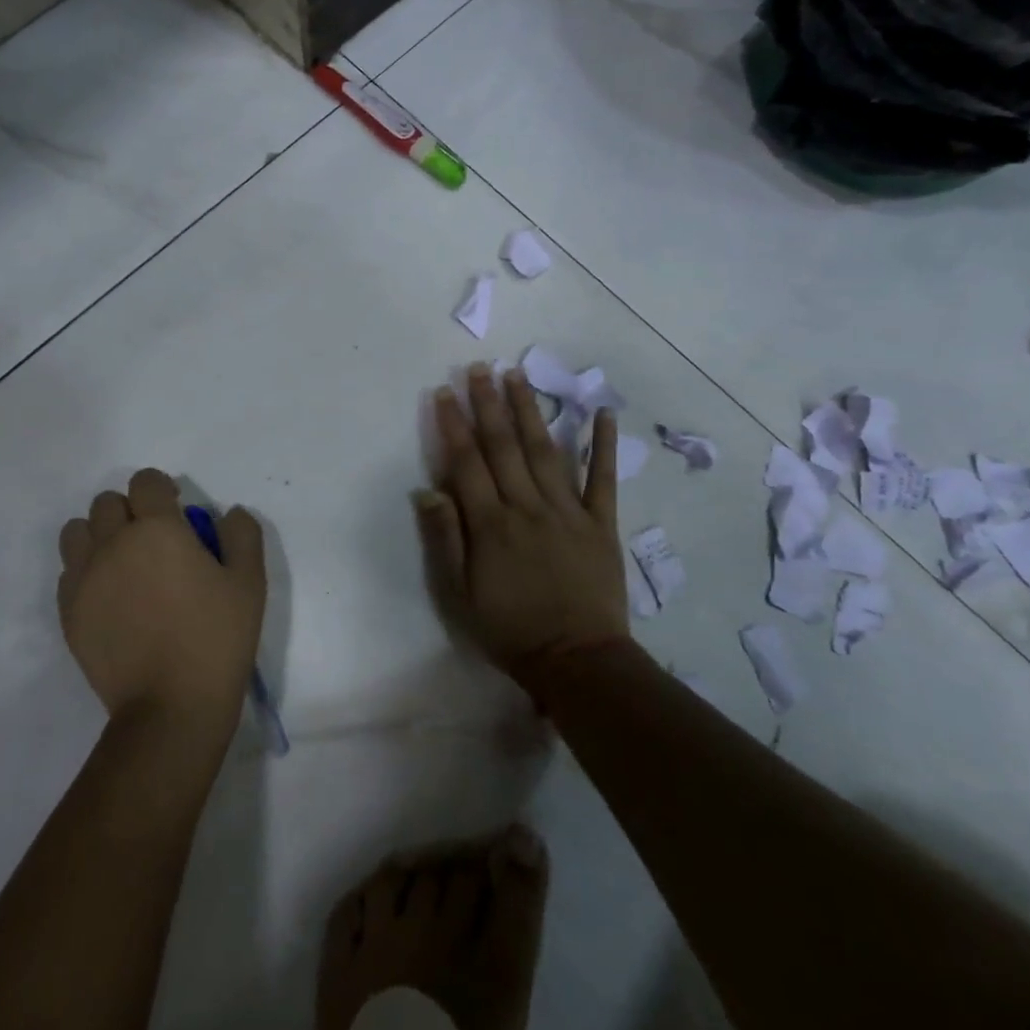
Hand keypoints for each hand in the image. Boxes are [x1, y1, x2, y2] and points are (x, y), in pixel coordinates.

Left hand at [58, 469, 265, 734]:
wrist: (170, 707)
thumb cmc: (216, 638)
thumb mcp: (249, 582)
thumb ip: (242, 534)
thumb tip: (229, 513)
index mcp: (156, 529)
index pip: (145, 481)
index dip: (162, 489)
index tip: (177, 511)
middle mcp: (112, 544)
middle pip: (107, 502)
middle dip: (131, 511)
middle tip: (154, 542)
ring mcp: (84, 579)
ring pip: (77, 532)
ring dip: (99, 536)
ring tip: (124, 564)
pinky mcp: (68, 613)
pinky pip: (68, 573)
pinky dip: (86, 573)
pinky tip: (111, 598)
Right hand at [417, 364, 630, 683]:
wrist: (578, 662)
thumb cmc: (510, 630)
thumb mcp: (460, 594)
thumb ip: (445, 539)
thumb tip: (426, 490)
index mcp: (491, 524)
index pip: (467, 463)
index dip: (454, 425)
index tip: (445, 391)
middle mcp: (527, 507)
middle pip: (504, 446)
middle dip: (489, 403)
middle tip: (480, 367)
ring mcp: (568, 511)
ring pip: (545, 450)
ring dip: (530, 410)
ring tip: (518, 375)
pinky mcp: (600, 523)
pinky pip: (602, 478)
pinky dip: (602, 444)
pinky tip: (602, 411)